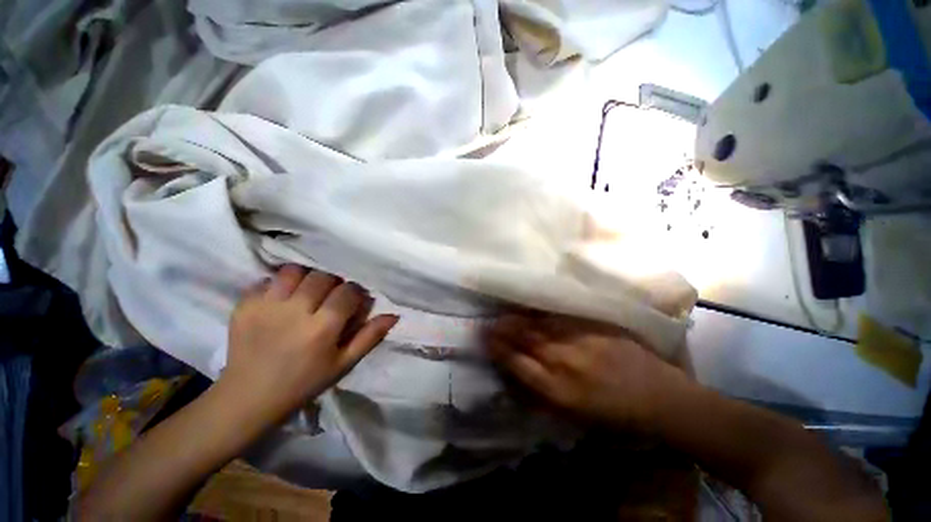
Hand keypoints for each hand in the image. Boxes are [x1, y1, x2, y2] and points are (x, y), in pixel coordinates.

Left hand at [220, 265, 397, 424]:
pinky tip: (280, 299)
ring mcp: (266, 307)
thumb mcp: (343, 364)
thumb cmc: (303, 382)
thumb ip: (369, 337)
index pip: (347, 292)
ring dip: (305, 277)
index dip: (354, 293)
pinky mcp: (244, 306)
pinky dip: (276, 284)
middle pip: (322, 277)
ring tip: (305, 291)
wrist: (248, 398)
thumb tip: (393, 315)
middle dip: (332, 283)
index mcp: (322, 328)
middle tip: (330, 296)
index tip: (352, 301)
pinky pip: (265, 280)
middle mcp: (295, 312)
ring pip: (294, 272)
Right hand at [488, 314, 687, 429]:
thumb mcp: (575, 416)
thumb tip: (517, 374)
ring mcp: (580, 342)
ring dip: (517, 319)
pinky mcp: (594, 328)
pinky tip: (531, 308)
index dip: (498, 349)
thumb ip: (543, 394)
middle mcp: (564, 363)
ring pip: (539, 326)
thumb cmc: (615, 415)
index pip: (517, 364)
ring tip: (503, 313)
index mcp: (559, 391)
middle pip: (525, 341)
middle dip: (502, 330)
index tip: (484, 337)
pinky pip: (561, 317)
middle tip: (488, 321)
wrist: (660, 398)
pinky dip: (542, 313)